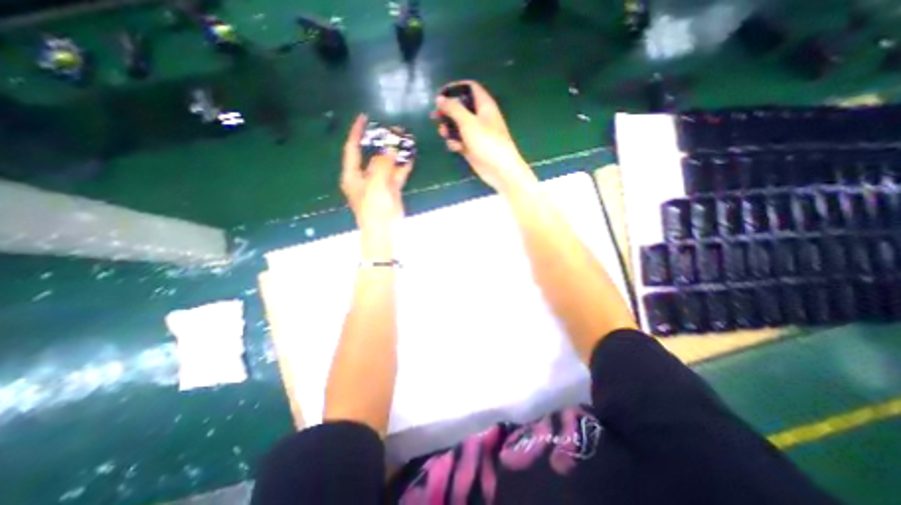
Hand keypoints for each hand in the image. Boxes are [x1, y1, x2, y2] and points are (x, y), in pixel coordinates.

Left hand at [341, 112, 414, 231]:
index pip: (352, 149)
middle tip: (394, 130)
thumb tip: (390, 148)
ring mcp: (379, 184)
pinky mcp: (391, 191)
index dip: (356, 133)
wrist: (384, 231)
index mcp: (353, 175)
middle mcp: (364, 178)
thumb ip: (383, 164)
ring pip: (387, 164)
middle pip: (372, 155)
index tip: (363, 118)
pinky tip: (410, 157)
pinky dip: (403, 166)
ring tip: (405, 140)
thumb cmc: (374, 209)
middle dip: (382, 143)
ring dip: (395, 154)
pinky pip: (397, 175)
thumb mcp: (376, 184)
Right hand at [434, 80, 535, 192]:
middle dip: (448, 112)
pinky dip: (456, 143)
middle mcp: (480, 118)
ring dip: (449, 129)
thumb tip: (440, 98)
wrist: (499, 169)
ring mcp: (476, 134)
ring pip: (458, 126)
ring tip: (443, 133)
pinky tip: (455, 148)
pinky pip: (460, 141)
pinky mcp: (472, 148)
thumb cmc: (487, 142)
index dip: (455, 89)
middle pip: (461, 108)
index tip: (441, 95)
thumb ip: (453, 109)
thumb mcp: (468, 122)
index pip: (470, 88)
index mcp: (484, 105)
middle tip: (435, 116)